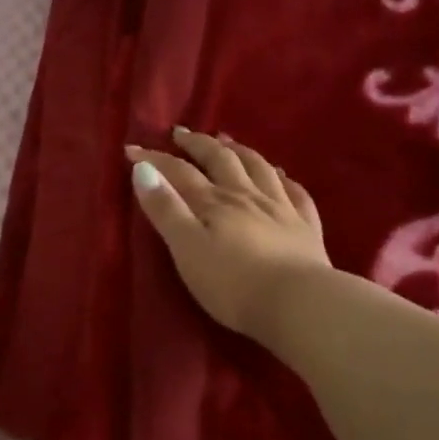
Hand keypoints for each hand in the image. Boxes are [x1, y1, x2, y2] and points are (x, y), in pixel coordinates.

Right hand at [128, 128, 330, 343]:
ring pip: (259, 168)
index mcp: (214, 202)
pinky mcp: (306, 228)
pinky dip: (285, 179)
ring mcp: (281, 209)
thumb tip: (141, 169)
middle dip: (198, 144)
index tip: (132, 149)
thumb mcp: (187, 248)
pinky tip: (282, 176)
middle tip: (182, 133)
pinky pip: (296, 194)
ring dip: (240, 151)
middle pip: (221, 160)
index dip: (154, 158)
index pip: (179, 171)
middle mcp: (247, 196)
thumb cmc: (233, 283)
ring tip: (227, 142)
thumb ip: (165, 209)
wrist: (300, 305)